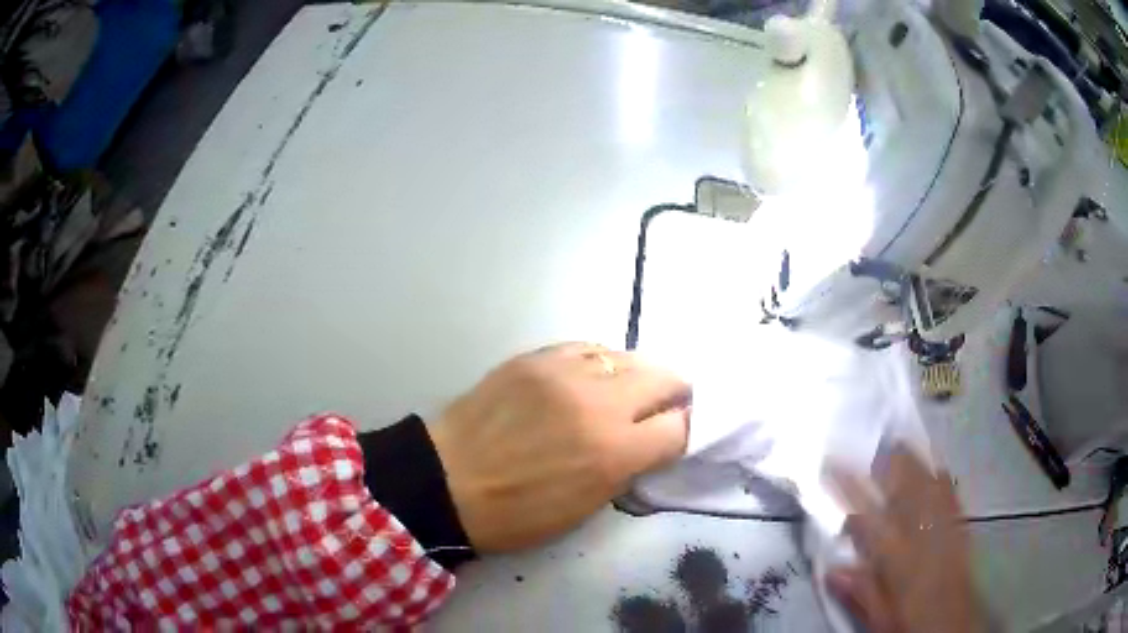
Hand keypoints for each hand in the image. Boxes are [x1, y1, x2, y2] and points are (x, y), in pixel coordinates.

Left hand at [427, 343, 689, 551]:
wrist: (448, 480)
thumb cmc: (517, 513)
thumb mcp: (586, 507)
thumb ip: (628, 467)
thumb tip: (651, 440)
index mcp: (614, 452)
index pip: (680, 427)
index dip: (684, 432)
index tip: (674, 436)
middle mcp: (599, 403)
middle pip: (664, 378)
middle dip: (674, 394)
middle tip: (663, 408)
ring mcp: (565, 372)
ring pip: (628, 356)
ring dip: (637, 376)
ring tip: (625, 392)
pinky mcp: (536, 357)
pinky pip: (587, 348)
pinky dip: (600, 363)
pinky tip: (592, 377)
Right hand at [826, 448, 986, 632]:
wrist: (954, 622)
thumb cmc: (911, 622)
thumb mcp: (879, 618)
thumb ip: (860, 591)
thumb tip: (832, 568)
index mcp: (897, 554)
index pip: (867, 513)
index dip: (848, 486)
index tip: (830, 464)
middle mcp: (923, 531)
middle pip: (905, 485)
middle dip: (889, 461)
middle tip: (872, 445)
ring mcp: (944, 523)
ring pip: (929, 481)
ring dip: (915, 461)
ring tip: (901, 444)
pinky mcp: (959, 526)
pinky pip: (950, 492)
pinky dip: (940, 476)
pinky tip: (937, 469)